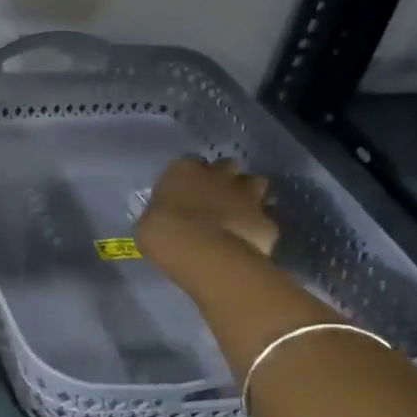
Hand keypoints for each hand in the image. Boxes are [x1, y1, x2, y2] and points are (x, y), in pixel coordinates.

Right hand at [136, 157, 279, 271]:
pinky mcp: (266, 221)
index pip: (187, 163)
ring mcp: (247, 196)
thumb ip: (162, 213)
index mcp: (183, 171)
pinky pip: (263, 221)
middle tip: (215, 196)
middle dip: (224, 177)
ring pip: (256, 183)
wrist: (203, 252)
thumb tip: (165, 220)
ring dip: (249, 193)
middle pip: (227, 165)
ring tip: (238, 212)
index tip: (184, 190)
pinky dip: (256, 229)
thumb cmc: (162, 232)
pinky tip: (247, 242)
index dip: (188, 176)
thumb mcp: (149, 221)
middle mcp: (218, 175)